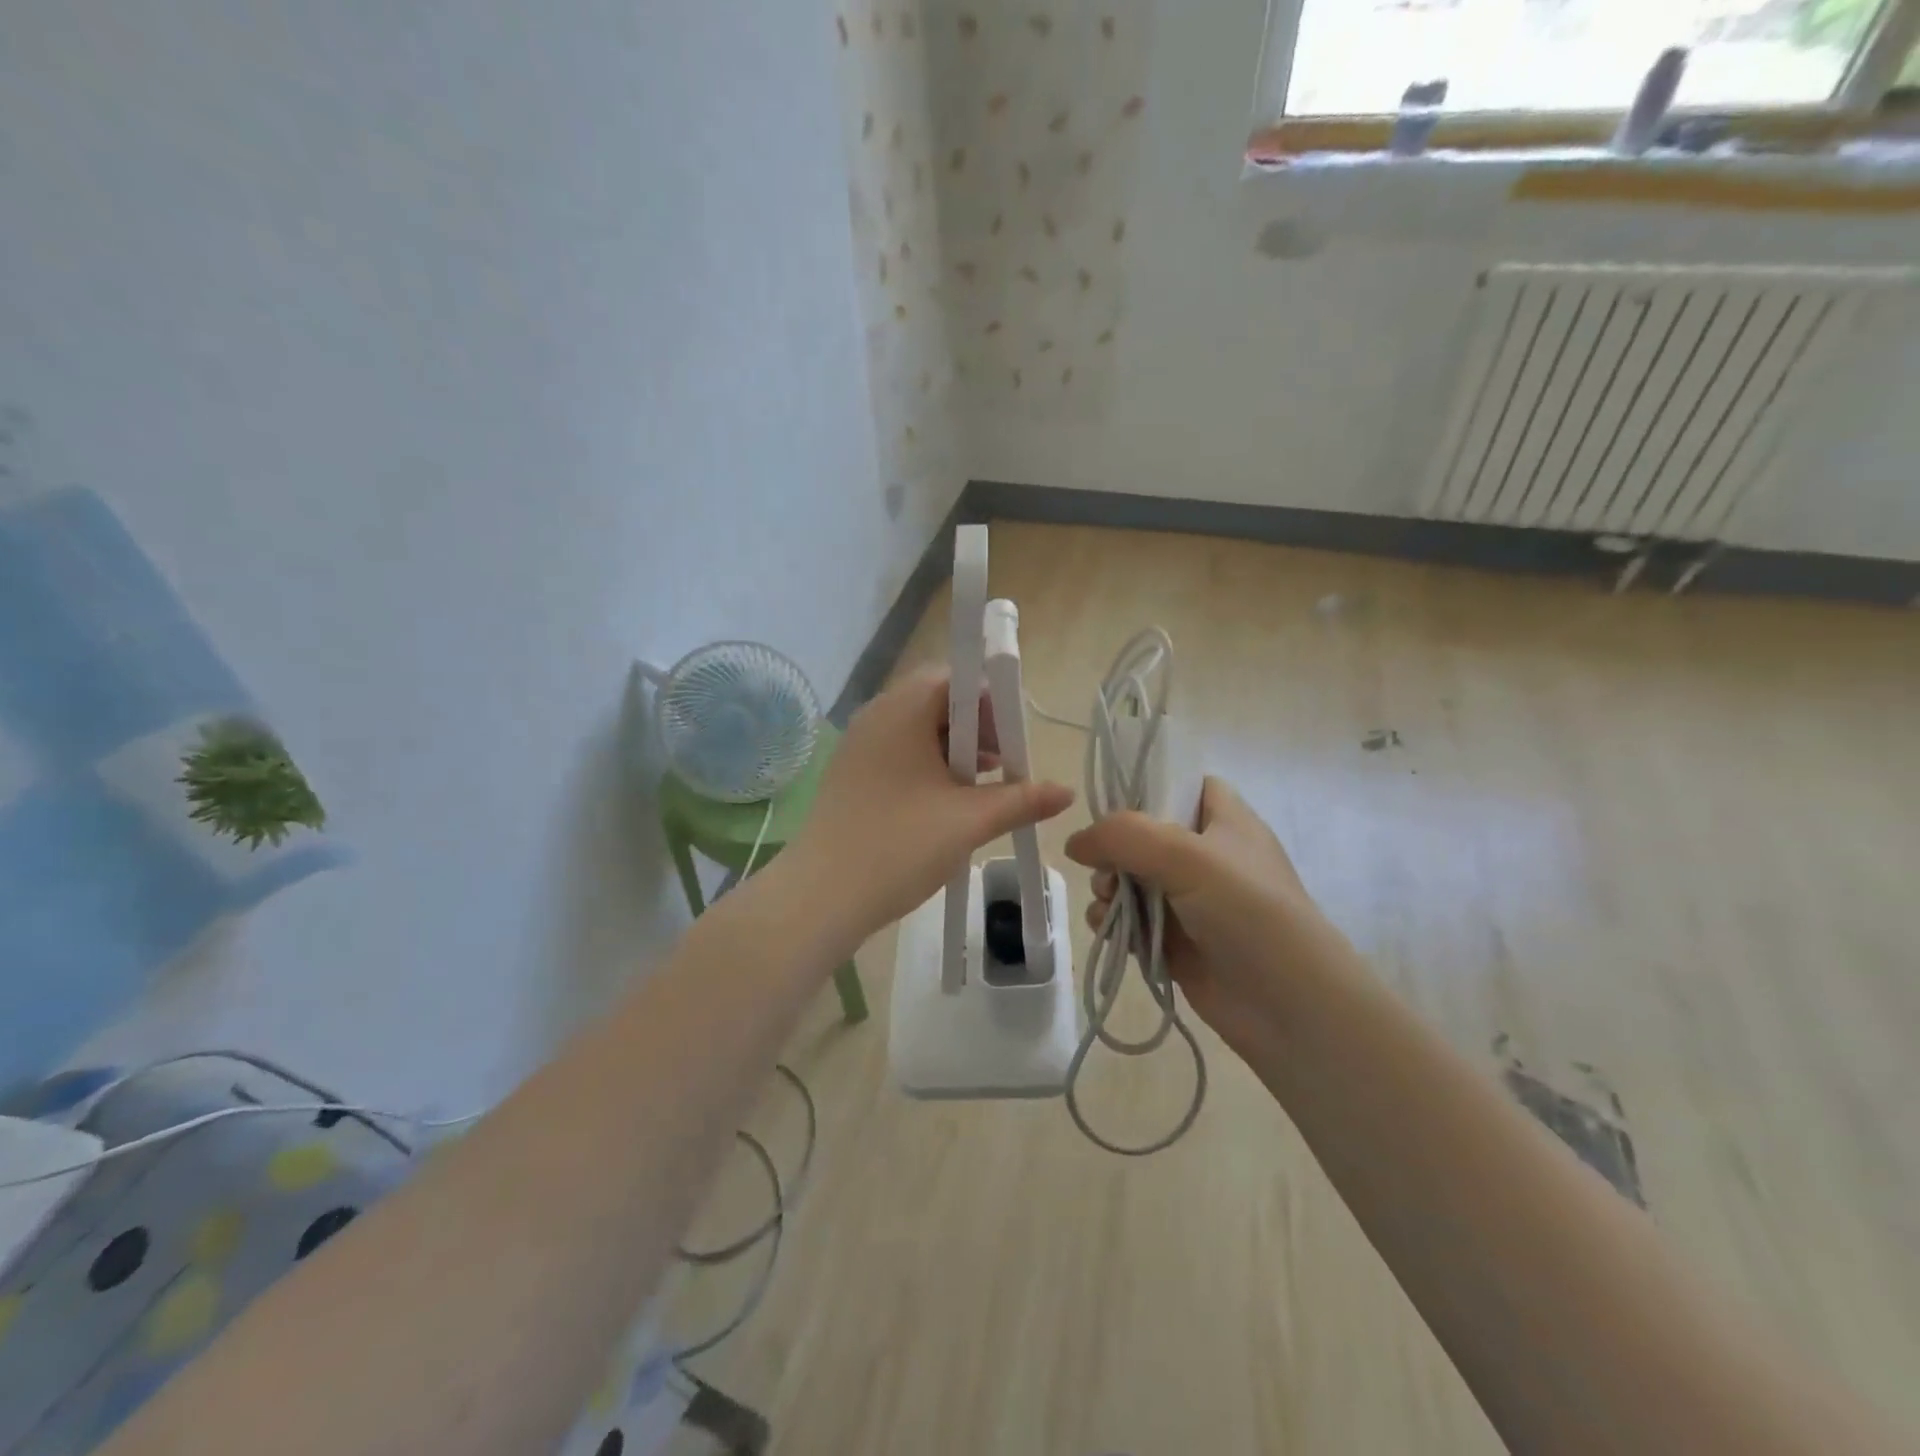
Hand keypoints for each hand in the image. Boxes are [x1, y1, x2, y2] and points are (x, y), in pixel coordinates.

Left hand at [783, 668, 1074, 948]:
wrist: (821, 897)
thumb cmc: (899, 846)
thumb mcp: (969, 821)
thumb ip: (1022, 800)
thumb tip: (1066, 792)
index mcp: (902, 710)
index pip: (956, 677)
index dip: (992, 701)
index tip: (1013, 739)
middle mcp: (877, 716)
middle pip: (938, 700)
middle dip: (979, 728)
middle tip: (1003, 764)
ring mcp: (860, 746)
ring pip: (920, 729)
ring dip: (957, 749)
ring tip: (982, 788)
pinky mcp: (853, 774)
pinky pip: (900, 752)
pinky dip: (931, 766)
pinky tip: (948, 802)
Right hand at [1064, 777, 1338, 1058]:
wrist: (1290, 1008)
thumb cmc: (1248, 913)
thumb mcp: (1187, 857)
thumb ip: (1124, 837)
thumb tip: (1075, 842)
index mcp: (1225, 821)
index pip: (1184, 784)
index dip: (1149, 785)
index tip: (1112, 803)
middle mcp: (1208, 856)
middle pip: (1145, 834)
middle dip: (1114, 847)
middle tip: (1102, 865)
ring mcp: (1192, 902)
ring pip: (1133, 879)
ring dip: (1108, 886)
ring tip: (1104, 900)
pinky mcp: (1177, 942)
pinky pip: (1132, 920)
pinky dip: (1114, 921)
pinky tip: (1106, 927)